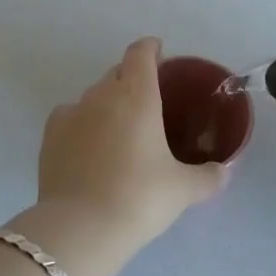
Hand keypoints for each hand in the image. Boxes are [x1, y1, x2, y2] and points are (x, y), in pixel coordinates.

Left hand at [35, 38, 229, 243]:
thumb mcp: (183, 190)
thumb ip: (209, 177)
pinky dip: (81, 122)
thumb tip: (225, 171)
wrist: (82, 227)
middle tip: (148, 100)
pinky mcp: (50, 136)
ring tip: (119, 128)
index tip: (159, 53)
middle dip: (131, 77)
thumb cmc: (140, 198)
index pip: (140, 54)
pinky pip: (69, 116)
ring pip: (92, 94)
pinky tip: (88, 143)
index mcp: (138, 96)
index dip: (150, 48)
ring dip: (107, 102)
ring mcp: (72, 113)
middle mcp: (103, 95)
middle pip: (116, 71)